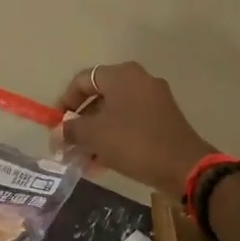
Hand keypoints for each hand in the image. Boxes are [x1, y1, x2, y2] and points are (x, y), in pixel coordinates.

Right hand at [55, 62, 215, 194]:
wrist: (183, 165)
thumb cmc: (133, 142)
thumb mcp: (94, 135)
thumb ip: (71, 130)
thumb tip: (59, 132)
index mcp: (122, 75)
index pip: (82, 80)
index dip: (65, 101)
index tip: (56, 124)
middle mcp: (139, 80)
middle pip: (100, 96)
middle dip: (81, 122)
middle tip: (68, 144)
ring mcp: (155, 99)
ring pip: (115, 113)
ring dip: (96, 134)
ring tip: (83, 159)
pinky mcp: (164, 119)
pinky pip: (131, 123)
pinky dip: (115, 137)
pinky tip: (103, 162)